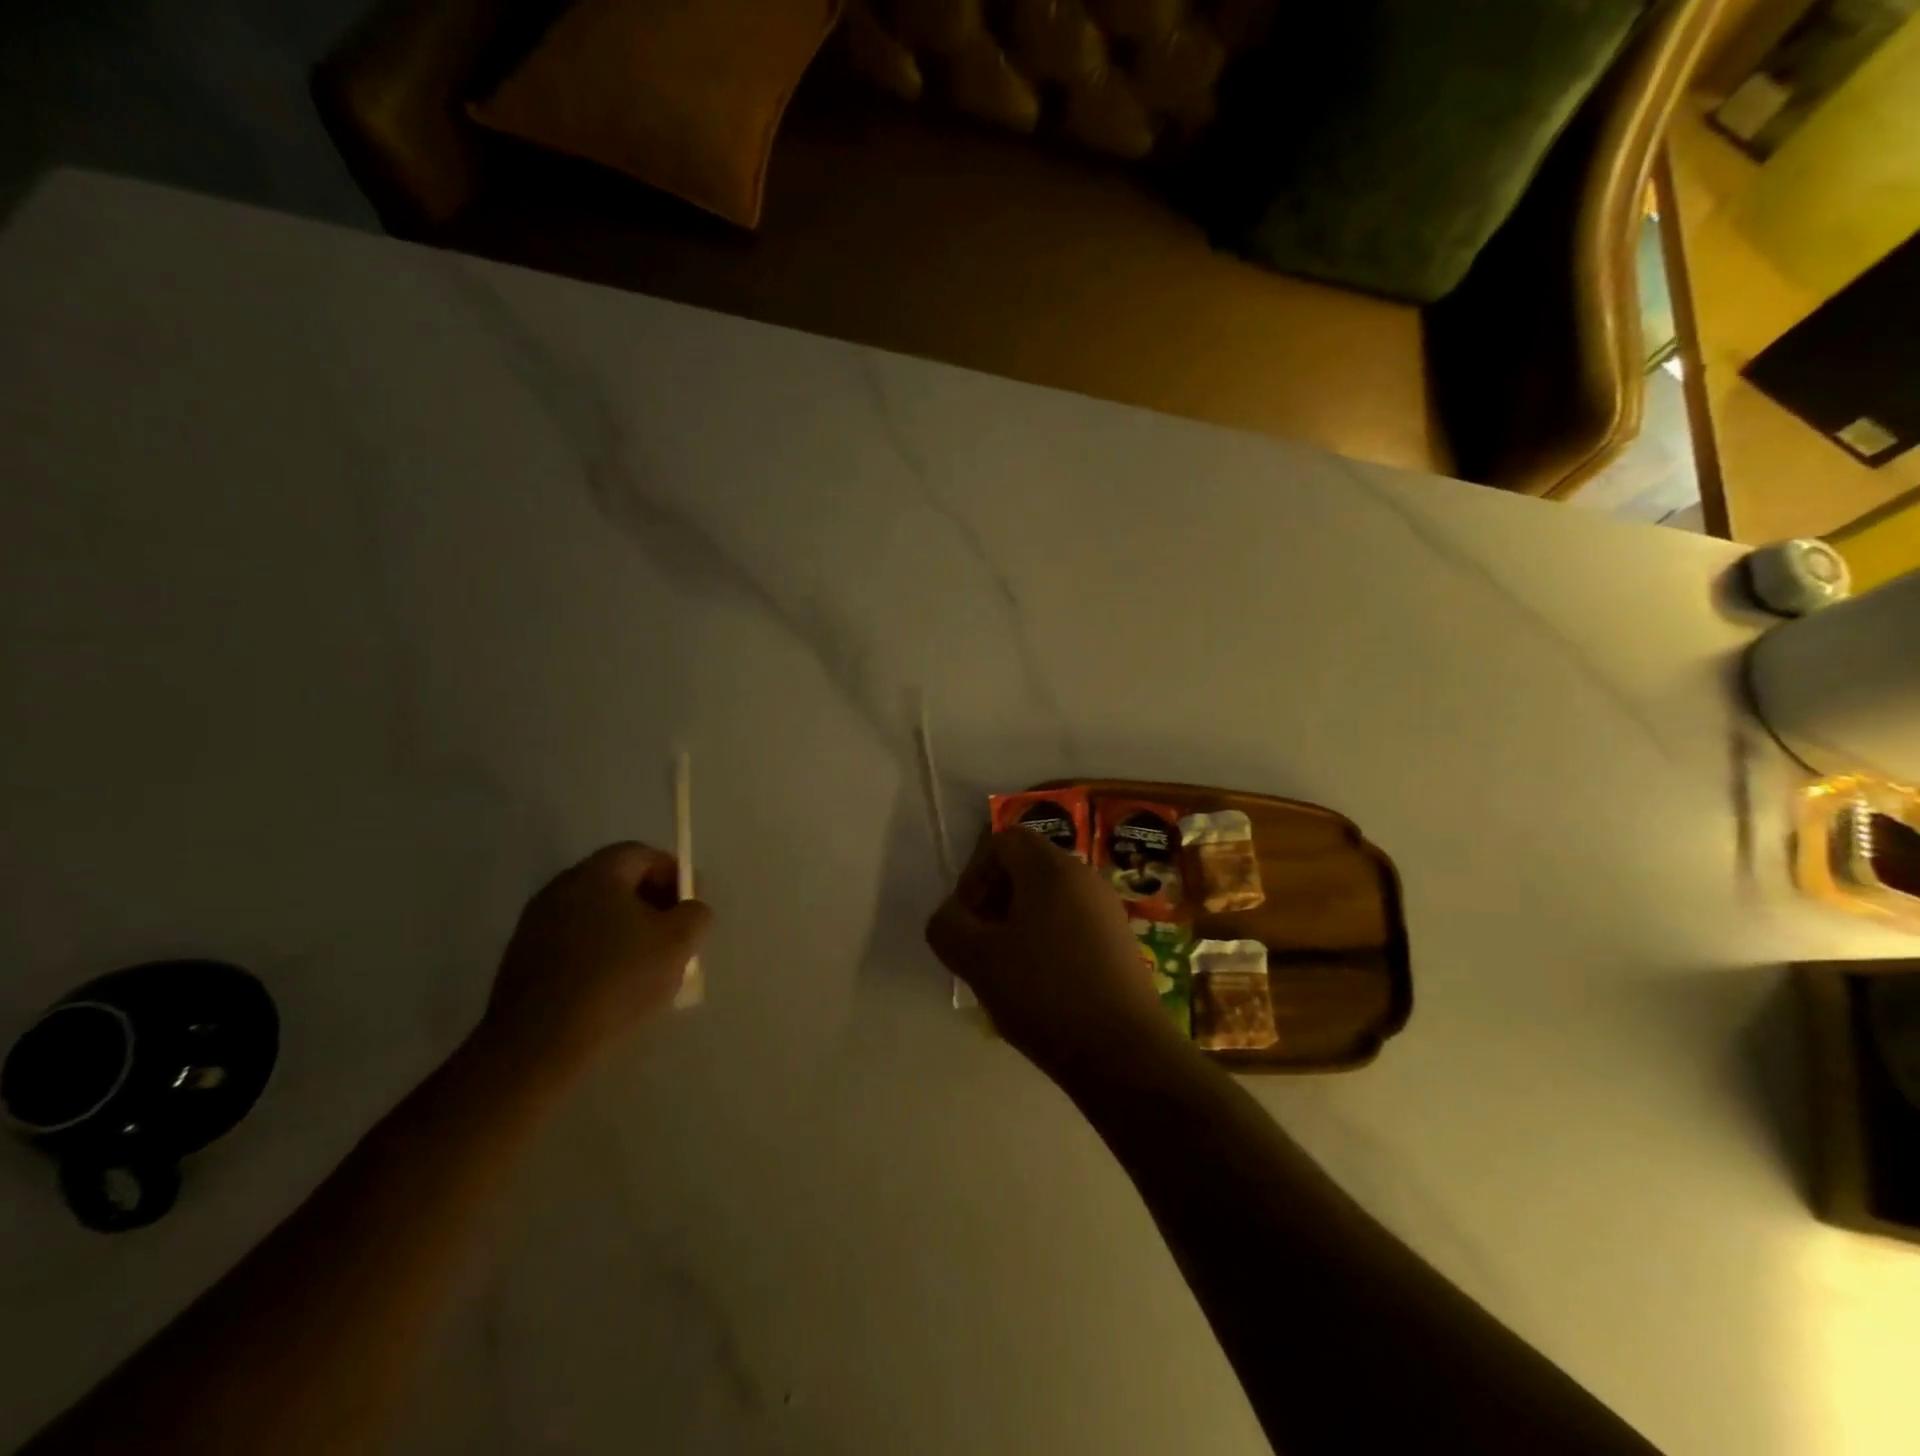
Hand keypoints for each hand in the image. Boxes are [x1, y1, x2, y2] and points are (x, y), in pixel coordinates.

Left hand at [479, 842, 710, 1070]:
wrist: (536, 1047)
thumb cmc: (616, 981)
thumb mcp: (678, 943)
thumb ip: (695, 914)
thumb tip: (689, 910)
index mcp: (596, 874)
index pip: (642, 854)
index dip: (674, 874)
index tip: (691, 908)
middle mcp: (560, 888)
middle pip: (617, 882)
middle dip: (652, 904)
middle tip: (675, 938)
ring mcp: (534, 925)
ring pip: (595, 916)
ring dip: (626, 932)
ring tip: (647, 968)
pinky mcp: (521, 962)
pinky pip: (573, 944)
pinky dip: (599, 955)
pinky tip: (613, 989)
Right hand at [926, 828, 1176, 1076]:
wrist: (1123, 1051)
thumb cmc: (1044, 993)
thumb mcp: (976, 960)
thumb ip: (948, 926)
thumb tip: (951, 916)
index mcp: (1051, 868)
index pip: (1004, 840)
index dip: (975, 872)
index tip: (967, 916)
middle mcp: (1085, 877)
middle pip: (1027, 866)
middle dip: (995, 898)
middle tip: (981, 942)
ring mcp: (1108, 909)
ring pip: (1050, 897)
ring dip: (1019, 922)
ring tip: (1007, 968)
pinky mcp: (1121, 942)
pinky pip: (1072, 922)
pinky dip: (1048, 939)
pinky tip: (1040, 984)